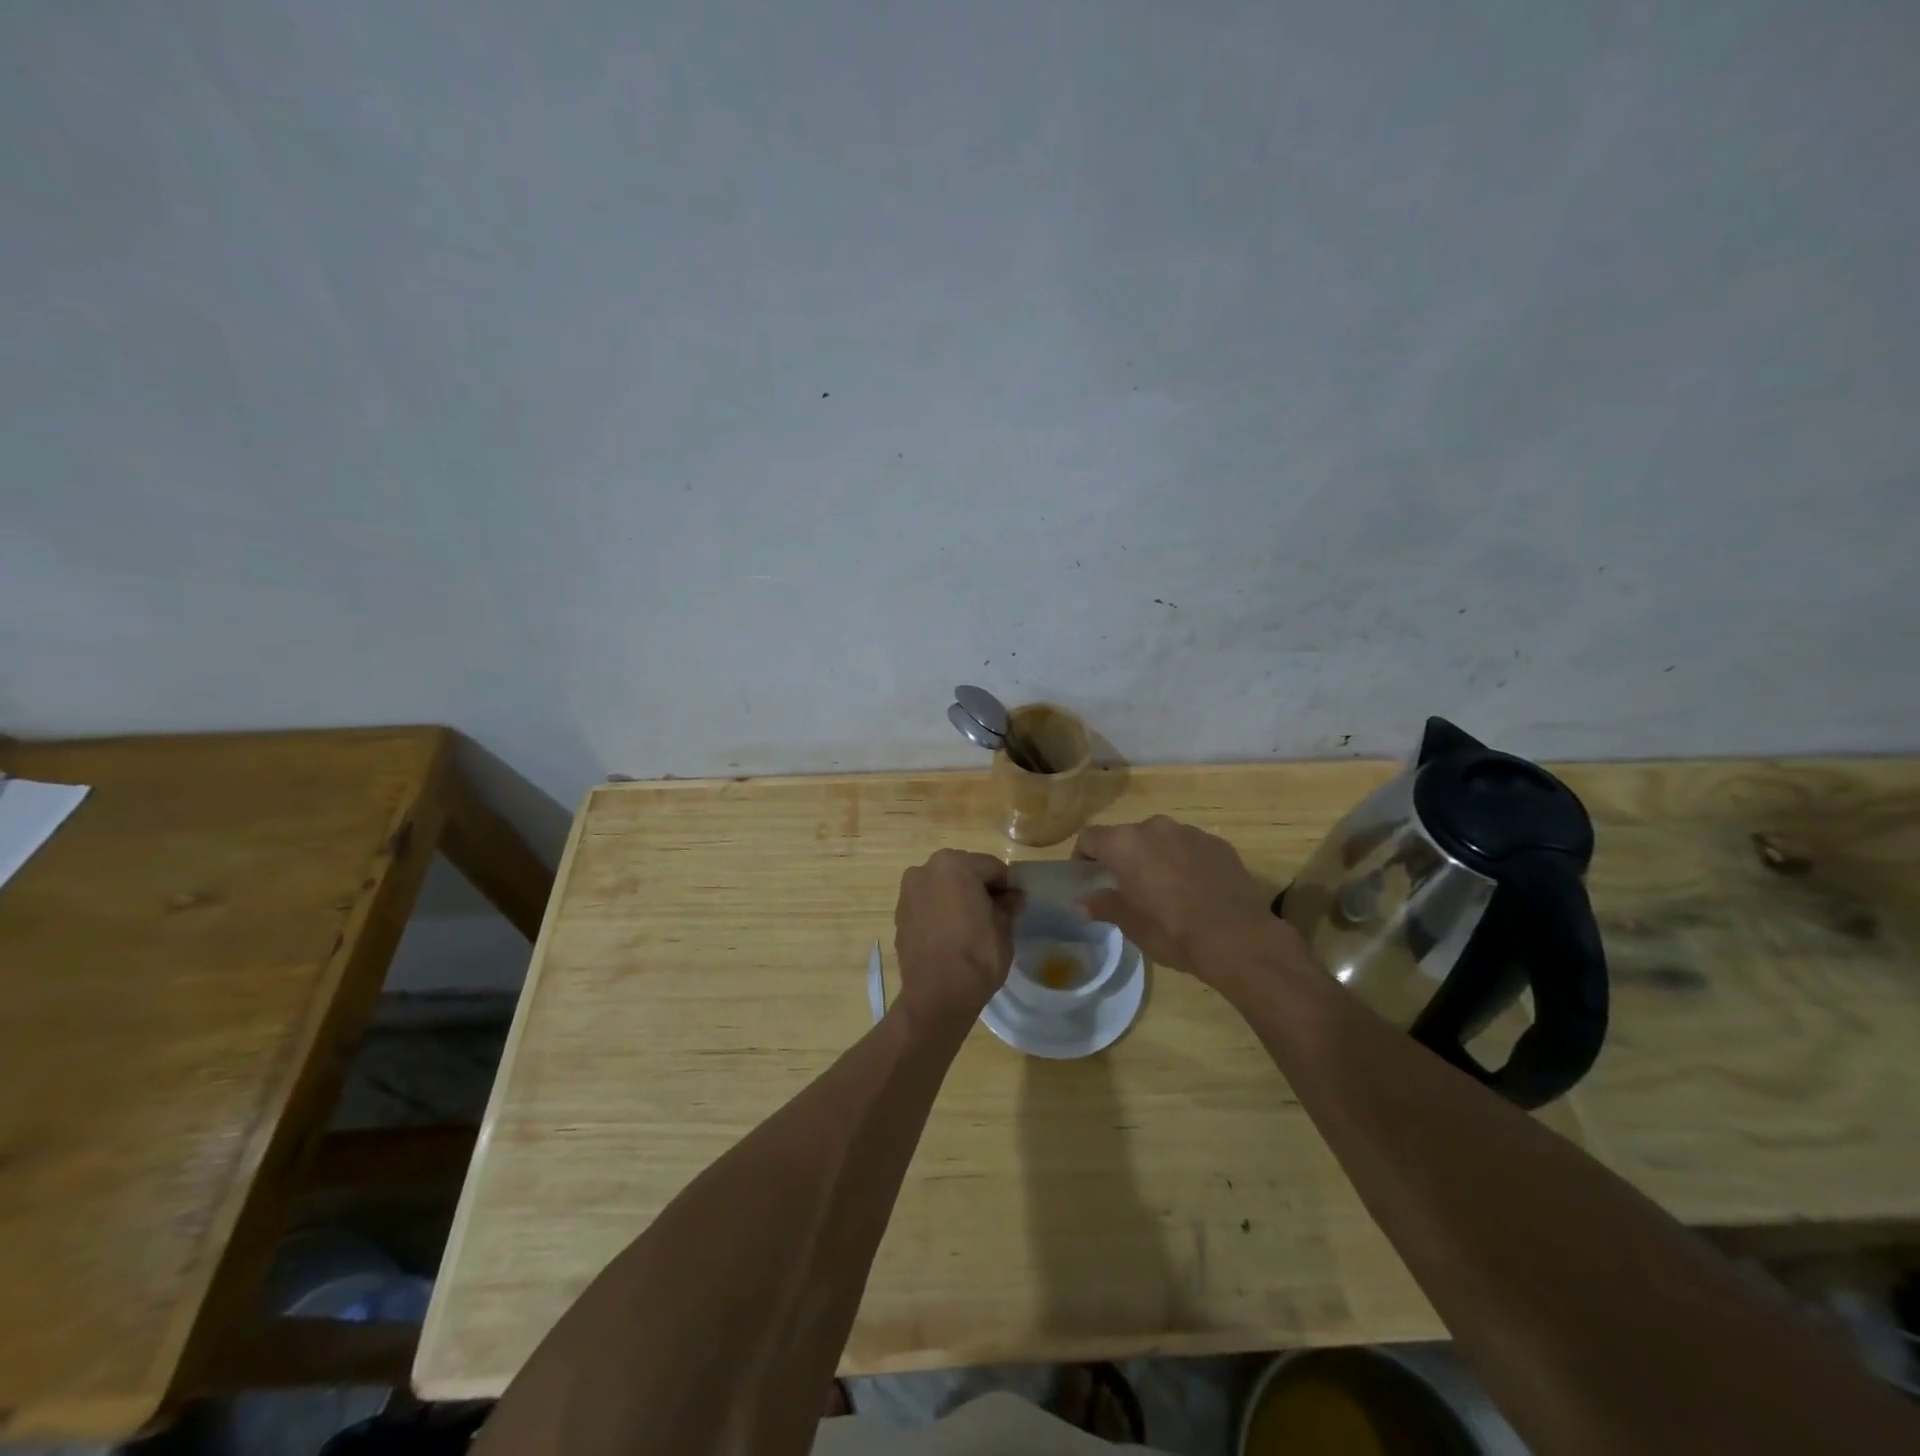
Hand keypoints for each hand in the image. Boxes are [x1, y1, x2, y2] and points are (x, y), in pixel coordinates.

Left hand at [893, 850, 1018, 1028]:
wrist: (937, 995)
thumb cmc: (977, 954)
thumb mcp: (1004, 927)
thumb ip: (1008, 905)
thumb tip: (1013, 897)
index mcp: (954, 864)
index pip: (991, 867)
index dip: (1006, 885)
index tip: (1015, 903)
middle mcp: (925, 869)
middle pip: (963, 871)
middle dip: (979, 887)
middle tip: (995, 912)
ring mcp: (908, 892)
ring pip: (942, 887)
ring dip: (957, 898)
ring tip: (972, 925)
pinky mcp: (899, 915)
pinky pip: (927, 905)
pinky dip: (940, 911)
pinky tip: (952, 934)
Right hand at [1074, 816, 1288, 987]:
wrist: (1237, 938)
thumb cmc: (1172, 931)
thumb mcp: (1130, 924)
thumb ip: (1103, 905)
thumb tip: (1080, 903)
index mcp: (1125, 844)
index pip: (1089, 837)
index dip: (1082, 856)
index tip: (1086, 877)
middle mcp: (1154, 827)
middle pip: (1127, 836)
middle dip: (1122, 857)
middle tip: (1126, 887)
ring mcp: (1189, 832)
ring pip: (1161, 840)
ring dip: (1155, 857)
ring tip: (1163, 889)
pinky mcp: (1218, 844)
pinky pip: (1190, 847)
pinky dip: (1184, 862)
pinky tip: (1194, 890)